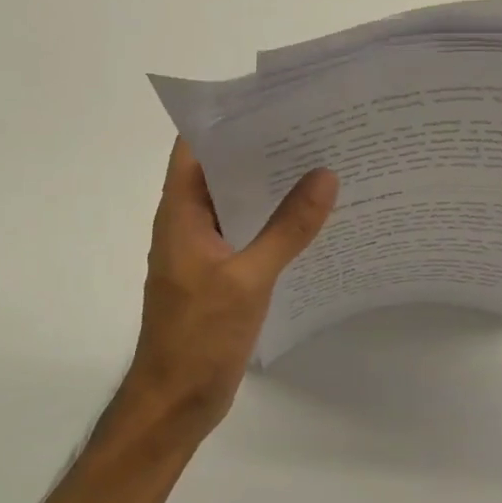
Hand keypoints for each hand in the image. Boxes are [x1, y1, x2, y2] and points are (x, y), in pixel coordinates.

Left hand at [124, 139, 337, 437]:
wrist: (175, 402)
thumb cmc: (199, 336)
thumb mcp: (248, 278)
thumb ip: (288, 228)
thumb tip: (325, 175)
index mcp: (180, 212)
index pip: (195, 146)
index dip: (227, 118)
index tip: (273, 100)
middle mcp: (188, 222)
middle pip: (221, 170)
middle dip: (261, 148)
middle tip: (314, 127)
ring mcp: (204, 250)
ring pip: (238, 203)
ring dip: (271, 186)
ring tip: (321, 162)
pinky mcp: (220, 274)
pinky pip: (248, 234)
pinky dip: (274, 222)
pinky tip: (311, 218)